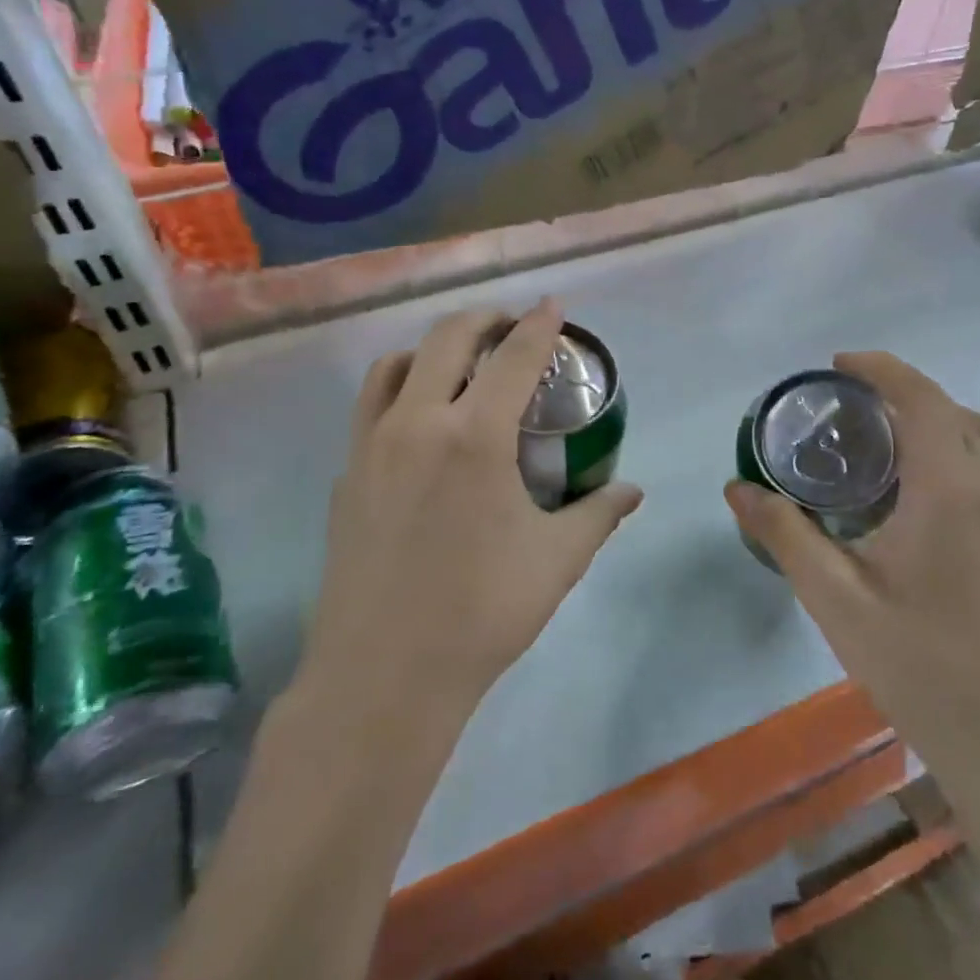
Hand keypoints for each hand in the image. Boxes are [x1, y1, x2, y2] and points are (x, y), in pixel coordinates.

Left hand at [302, 299, 643, 722]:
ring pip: (396, 364)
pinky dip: (400, 389)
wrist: (384, 675)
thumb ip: (599, 514)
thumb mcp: (557, 559)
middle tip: (510, 329)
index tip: (552, 305)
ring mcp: (372, 445)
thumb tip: (632, 491)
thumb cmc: (482, 612)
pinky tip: (421, 424)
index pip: (515, 356)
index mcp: (474, 436)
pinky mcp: (347, 474)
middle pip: (448, 338)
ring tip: (460, 365)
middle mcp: (417, 422)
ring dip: (433, 348)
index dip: (539, 324)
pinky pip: (372, 406)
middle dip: (484, 320)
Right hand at [724, 352, 979, 766]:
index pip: (921, 399)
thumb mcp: (834, 597)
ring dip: (928, 417)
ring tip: (873, 435)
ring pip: (974, 436)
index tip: (836, 365)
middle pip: (950, 409)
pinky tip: (908, 486)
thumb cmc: (917, 663)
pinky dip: (947, 446)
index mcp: (950, 489)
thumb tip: (736, 488)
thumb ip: (784, 533)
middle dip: (899, 390)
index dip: (880, 369)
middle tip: (845, 403)